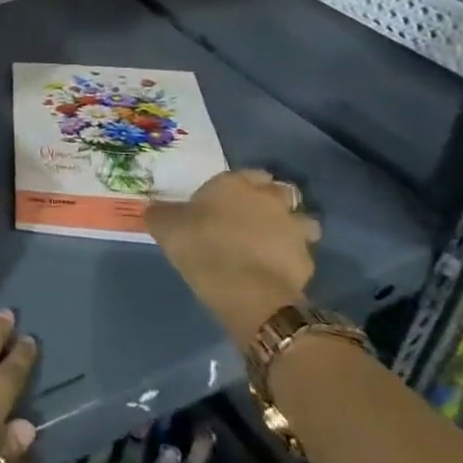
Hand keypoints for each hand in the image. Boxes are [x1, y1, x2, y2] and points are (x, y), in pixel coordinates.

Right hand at [147, 169, 321, 349]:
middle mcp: (269, 198)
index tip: (229, 200)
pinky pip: (301, 254)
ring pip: (301, 221)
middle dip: (272, 203)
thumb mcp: (165, 226)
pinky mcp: (307, 260)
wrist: (244, 289)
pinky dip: (291, 259)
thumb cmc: (201, 246)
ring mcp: (293, 228)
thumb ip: (162, 213)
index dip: (242, 185)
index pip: (249, 173)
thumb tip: (155, 209)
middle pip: (281, 192)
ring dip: (291, 228)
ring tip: (272, 245)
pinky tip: (274, 271)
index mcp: (236, 183)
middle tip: (253, 220)